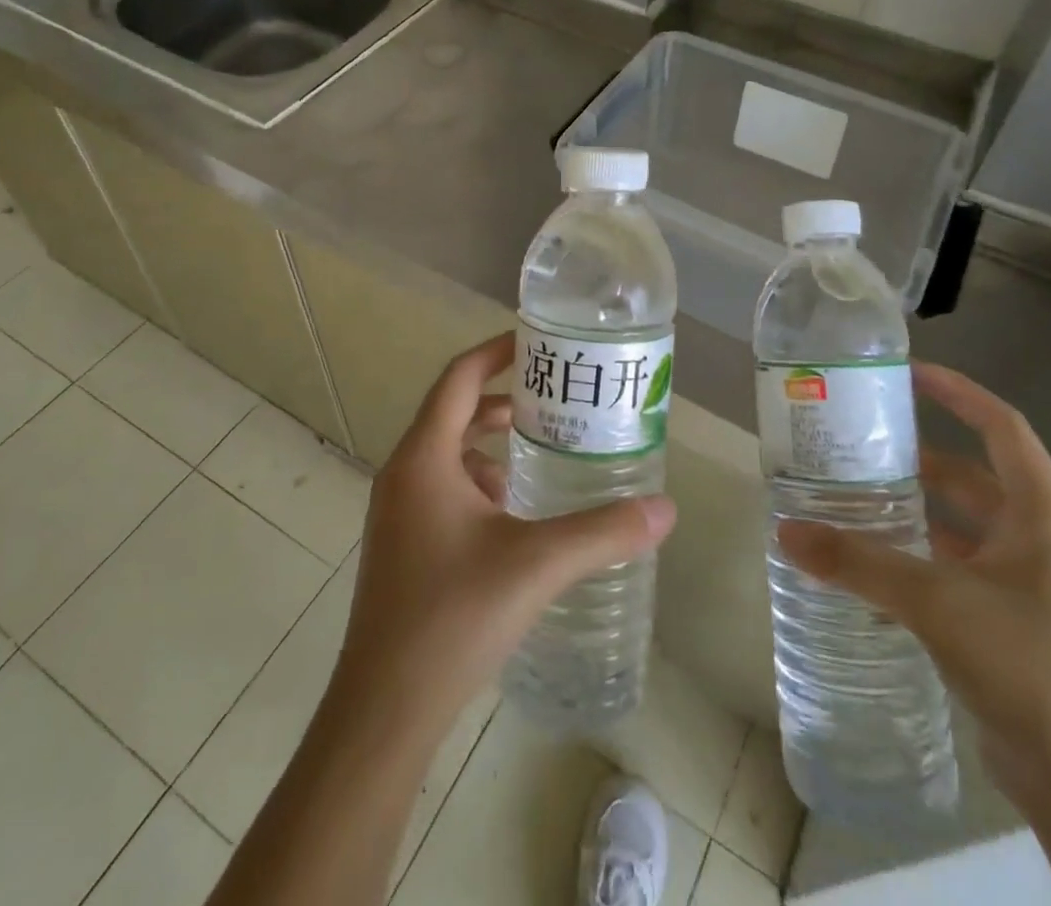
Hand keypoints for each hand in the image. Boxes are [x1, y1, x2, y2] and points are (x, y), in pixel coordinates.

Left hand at [336, 332, 676, 727]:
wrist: (383, 710)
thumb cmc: (452, 617)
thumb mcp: (536, 564)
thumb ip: (603, 532)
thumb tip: (666, 509)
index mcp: (424, 458)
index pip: (459, 378)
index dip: (496, 351)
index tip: (536, 341)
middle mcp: (404, 474)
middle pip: (455, 412)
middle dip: (505, 401)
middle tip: (556, 401)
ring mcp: (398, 512)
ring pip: (448, 454)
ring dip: (492, 447)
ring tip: (543, 456)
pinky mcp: (402, 545)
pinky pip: (443, 489)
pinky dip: (479, 484)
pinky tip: (514, 517)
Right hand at [777, 362, 1050, 807]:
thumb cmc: (1031, 666)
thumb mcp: (938, 601)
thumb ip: (859, 562)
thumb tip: (785, 530)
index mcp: (1041, 515)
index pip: (1001, 427)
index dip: (958, 394)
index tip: (907, 374)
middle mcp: (1037, 541)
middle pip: (973, 476)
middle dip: (918, 458)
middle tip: (857, 444)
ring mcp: (1025, 586)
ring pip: (959, 528)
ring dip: (911, 513)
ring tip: (849, 499)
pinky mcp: (1008, 626)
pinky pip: (953, 572)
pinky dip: (914, 562)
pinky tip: (867, 571)